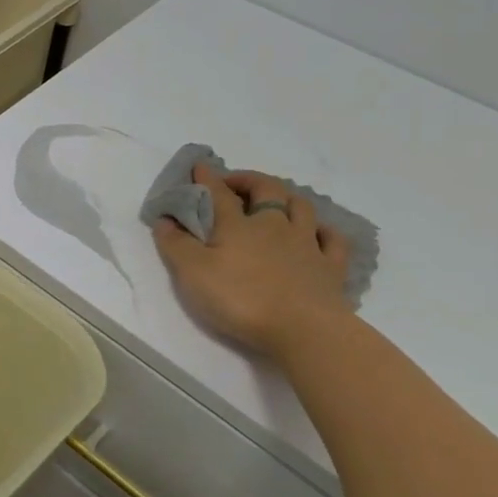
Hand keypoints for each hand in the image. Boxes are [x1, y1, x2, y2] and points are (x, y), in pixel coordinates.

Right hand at [153, 166, 354, 359]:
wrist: (303, 329)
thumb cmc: (240, 298)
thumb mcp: (192, 273)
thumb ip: (175, 244)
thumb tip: (164, 220)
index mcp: (238, 225)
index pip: (219, 194)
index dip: (208, 178)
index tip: (199, 166)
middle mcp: (275, 225)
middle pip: (267, 190)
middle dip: (249, 180)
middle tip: (235, 183)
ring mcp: (307, 244)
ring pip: (301, 208)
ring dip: (287, 198)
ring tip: (276, 201)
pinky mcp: (331, 268)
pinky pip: (333, 240)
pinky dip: (324, 231)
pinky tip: (318, 232)